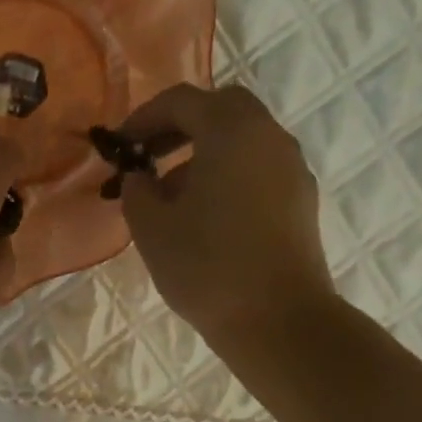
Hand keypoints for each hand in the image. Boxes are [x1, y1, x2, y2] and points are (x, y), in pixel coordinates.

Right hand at [117, 83, 335, 349]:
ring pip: (243, 141)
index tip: (120, 146)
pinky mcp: (301, 201)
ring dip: (204, 154)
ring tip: (171, 196)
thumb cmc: (207, 268)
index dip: (143, 118)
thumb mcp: (152, 228)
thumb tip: (142, 178)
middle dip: (180, 127)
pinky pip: (258, 169)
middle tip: (149, 156)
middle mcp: (270, 137)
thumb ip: (137, 191)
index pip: (182, 101)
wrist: (279, 321)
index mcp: (232, 131)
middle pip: (221, 110)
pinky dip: (228, 175)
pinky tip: (206, 216)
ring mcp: (292, 169)